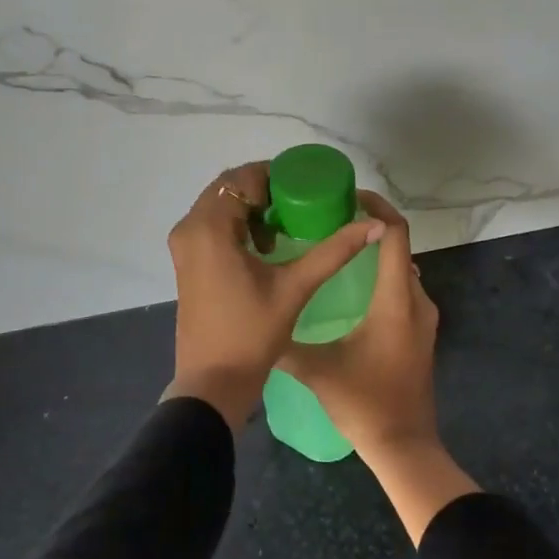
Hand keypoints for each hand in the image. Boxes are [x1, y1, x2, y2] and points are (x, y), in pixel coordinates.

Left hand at [165, 160, 383, 430]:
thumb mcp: (296, 286)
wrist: (213, 382)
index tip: (306, 185)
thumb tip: (375, 224)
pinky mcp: (185, 261)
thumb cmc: (252, 333)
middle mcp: (189, 228)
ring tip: (286, 227)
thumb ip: (334, 251)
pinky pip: (212, 225)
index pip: (242, 178)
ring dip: (252, 209)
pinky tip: (266, 248)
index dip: (275, 175)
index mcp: (209, 227)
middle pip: (229, 188)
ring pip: (219, 206)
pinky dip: (237, 225)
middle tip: (301, 204)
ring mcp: (183, 245)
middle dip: (265, 191)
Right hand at [280, 193, 476, 542]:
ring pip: (401, 269)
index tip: (348, 197)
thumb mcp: (317, 369)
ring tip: (337, 248)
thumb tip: (255, 323)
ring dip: (376, 253)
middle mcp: (417, 300)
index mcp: (396, 299)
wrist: (405, 447)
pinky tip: (351, 288)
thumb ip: (285, 343)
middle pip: (399, 246)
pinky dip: (382, 276)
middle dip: (370, 226)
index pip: (394, 234)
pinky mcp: (420, 334)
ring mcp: (423, 318)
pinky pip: (404, 289)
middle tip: (331, 220)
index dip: (376, 208)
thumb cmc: (364, 403)